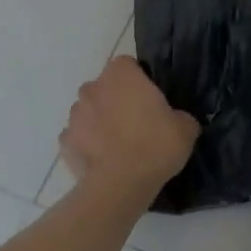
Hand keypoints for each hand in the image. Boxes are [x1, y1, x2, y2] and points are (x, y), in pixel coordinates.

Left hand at [59, 57, 199, 201]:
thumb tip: (175, 120)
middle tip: (136, 122)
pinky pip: (78, 137)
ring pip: (88, 111)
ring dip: (99, 121)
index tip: (149, 99)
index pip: (127, 65)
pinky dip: (87, 144)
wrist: (120, 185)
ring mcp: (74, 115)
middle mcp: (93, 88)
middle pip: (104, 87)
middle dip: (115, 99)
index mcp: (121, 75)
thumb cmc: (155, 146)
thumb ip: (178, 116)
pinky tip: (102, 160)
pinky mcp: (64, 142)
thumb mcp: (186, 128)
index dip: (138, 80)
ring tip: (118, 145)